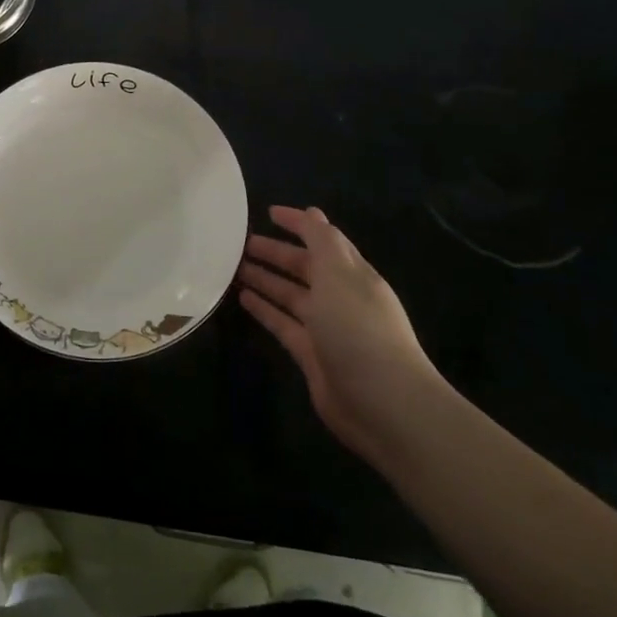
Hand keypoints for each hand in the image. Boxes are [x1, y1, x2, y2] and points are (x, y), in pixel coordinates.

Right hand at [238, 205, 446, 461]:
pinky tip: (242, 298)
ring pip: (290, 295)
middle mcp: (340, 297)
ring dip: (265, 279)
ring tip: (233, 267)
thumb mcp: (339, 274)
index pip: (323, 240)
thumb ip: (322, 241)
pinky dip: (264, 309)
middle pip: (304, 268)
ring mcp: (326, 328)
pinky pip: (283, 324)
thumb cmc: (359, 328)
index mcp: (352, 274)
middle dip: (276, 253)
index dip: (299, 224)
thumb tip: (312, 212)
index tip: (268, 212)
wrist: (383, 404)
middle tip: (239, 243)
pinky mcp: (311, 355)